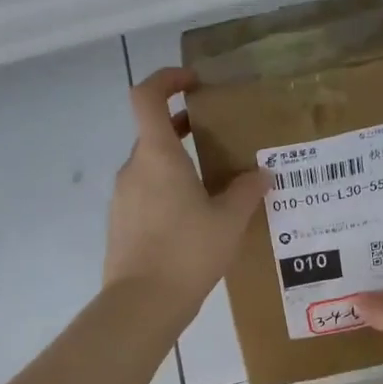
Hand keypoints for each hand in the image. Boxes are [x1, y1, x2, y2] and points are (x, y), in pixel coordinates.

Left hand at [104, 68, 265, 321]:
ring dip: (178, 166)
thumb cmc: (187, 253)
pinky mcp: (120, 224)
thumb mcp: (229, 221)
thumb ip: (247, 191)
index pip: (147, 96)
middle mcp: (133, 169)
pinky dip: (167, 193)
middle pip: (154, 134)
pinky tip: (195, 220)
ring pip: (151, 168)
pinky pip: (146, 195)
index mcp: (157, 156)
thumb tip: (262, 174)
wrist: (142, 304)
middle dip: (183, 130)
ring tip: (214, 186)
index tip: (193, 83)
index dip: (166, 79)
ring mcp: (122, 198)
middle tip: (218, 139)